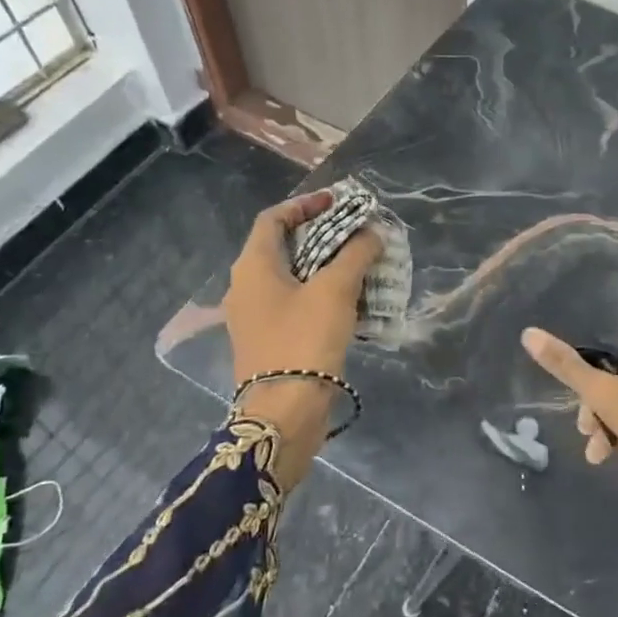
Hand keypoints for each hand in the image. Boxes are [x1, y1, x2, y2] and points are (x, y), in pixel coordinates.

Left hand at [224, 191, 380, 484]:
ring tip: (359, 264)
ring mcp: (254, 316)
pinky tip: (350, 301)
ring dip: (323, 267)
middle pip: (282, 247)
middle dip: (320, 236)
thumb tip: (371, 233)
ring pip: (290, 277)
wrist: (284, 412)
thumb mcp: (335, 291)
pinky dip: (319, 294)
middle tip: (355, 233)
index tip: (337, 203)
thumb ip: (355, 255)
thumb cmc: (305, 340)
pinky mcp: (268, 340)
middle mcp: (246, 286)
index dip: (304, 205)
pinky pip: (293, 304)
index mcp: (253, 266)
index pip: (273, 219)